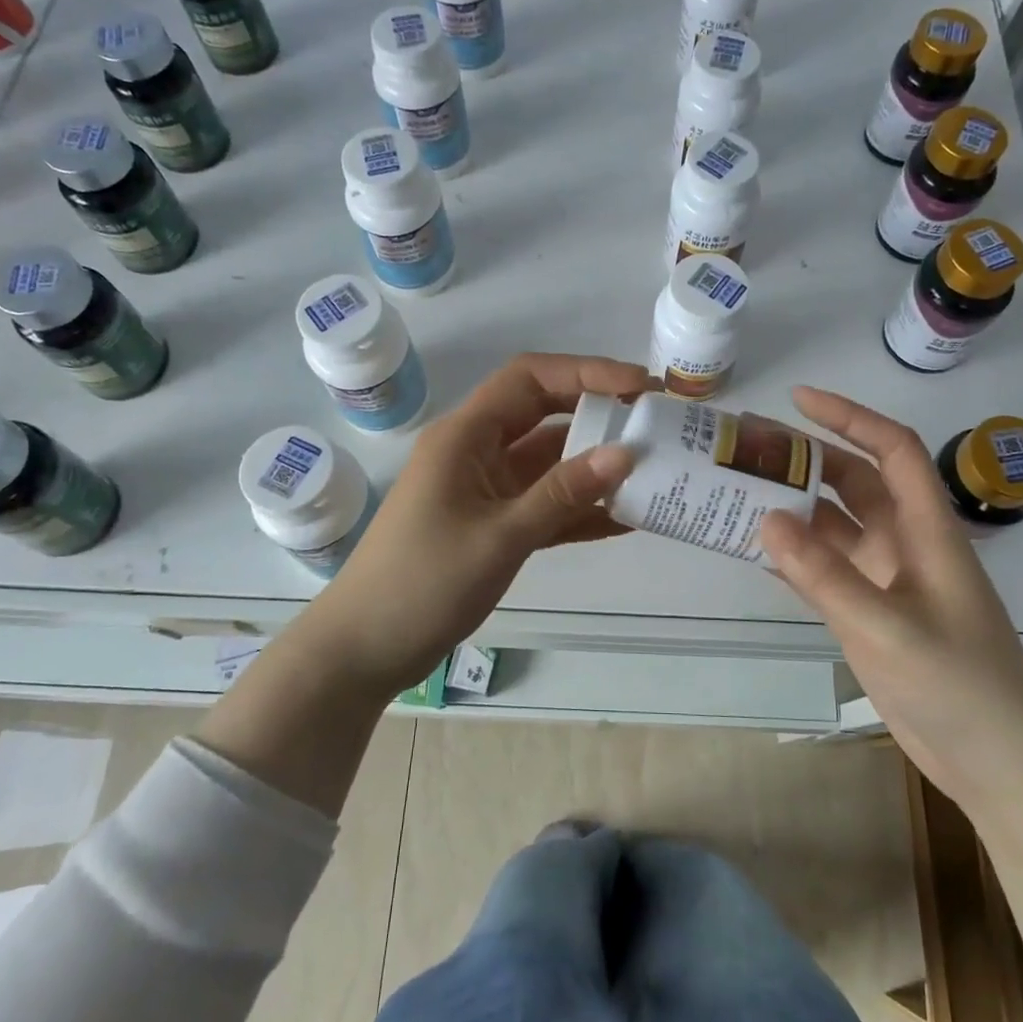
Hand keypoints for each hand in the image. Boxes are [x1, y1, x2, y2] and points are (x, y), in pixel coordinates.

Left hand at [304, 353, 651, 692]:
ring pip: (549, 461)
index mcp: (465, 436)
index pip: (530, 379)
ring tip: (653, 470)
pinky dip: (579, 508)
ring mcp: (485, 489)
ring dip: (594, 465)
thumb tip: (626, 453)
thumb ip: (563, 493)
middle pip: (544, 414)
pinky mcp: (493, 524)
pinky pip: (544, 503)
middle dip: (598, 414)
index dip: (587, 373)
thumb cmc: (423, 583)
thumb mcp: (500, 536)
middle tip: (655, 423)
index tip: (641, 388)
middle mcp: (476, 451)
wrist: (366, 648)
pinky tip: (625, 519)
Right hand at [758, 387, 1022, 798]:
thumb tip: (765, 519)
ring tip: (739, 492)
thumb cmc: (958, 684)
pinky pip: (825, 569)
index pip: (891, 451)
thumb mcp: (887, 627)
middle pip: (854, 482)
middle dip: (807, 459)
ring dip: (793, 509)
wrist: (998, 762)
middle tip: (749, 448)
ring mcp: (887, 581)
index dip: (849, 417)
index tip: (797, 400)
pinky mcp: (871, 614)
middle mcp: (906, 545)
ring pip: (834, 527)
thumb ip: (825, 575)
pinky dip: (794, 556)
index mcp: (926, 531)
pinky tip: (755, 551)